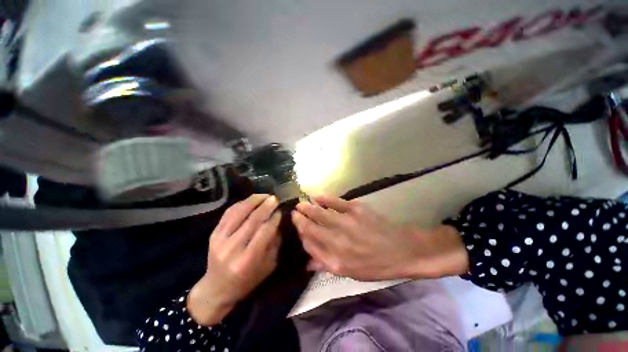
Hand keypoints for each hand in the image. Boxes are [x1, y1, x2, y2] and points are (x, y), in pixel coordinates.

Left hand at [188, 194, 281, 324]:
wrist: (217, 288)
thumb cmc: (248, 280)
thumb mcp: (268, 265)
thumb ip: (275, 242)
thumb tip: (279, 221)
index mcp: (248, 259)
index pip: (264, 231)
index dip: (274, 218)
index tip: (281, 210)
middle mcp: (232, 248)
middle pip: (252, 219)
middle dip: (266, 206)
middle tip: (275, 198)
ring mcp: (220, 239)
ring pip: (239, 212)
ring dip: (253, 201)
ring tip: (265, 195)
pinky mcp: (213, 234)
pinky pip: (228, 213)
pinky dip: (241, 204)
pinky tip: (251, 200)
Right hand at [291, 195, 468, 280]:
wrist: (402, 250)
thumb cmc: (377, 265)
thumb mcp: (351, 273)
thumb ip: (326, 265)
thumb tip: (308, 261)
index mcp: (336, 261)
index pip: (310, 245)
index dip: (302, 235)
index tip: (297, 228)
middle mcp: (337, 242)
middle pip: (311, 228)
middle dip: (299, 220)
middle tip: (294, 213)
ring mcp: (346, 223)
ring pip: (320, 214)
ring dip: (307, 208)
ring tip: (300, 204)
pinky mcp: (356, 209)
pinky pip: (335, 202)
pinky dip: (324, 199)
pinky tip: (316, 197)